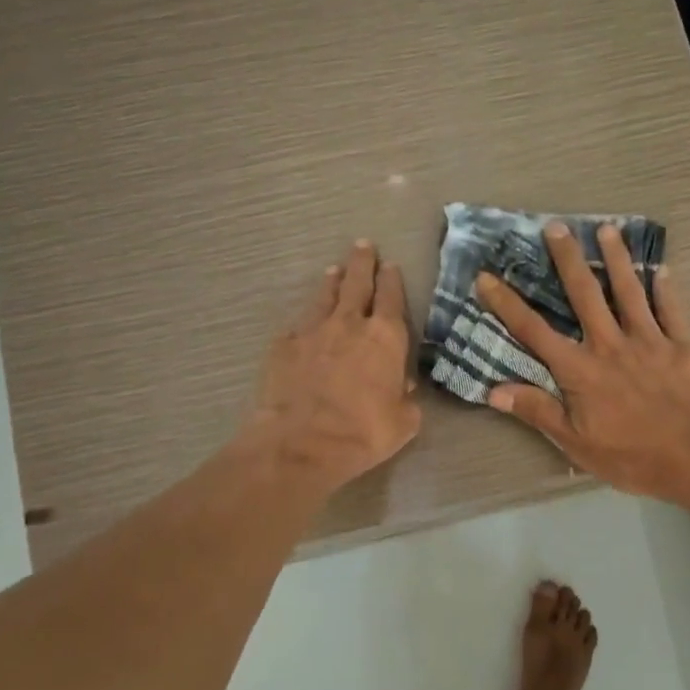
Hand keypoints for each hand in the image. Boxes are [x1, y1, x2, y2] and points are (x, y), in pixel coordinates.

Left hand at [250, 240, 421, 491]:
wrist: (300, 443)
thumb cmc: (362, 433)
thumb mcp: (403, 422)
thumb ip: (406, 398)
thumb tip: (401, 385)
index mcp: (386, 338)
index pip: (391, 298)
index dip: (391, 280)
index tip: (390, 265)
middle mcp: (349, 324)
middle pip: (356, 284)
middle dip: (361, 263)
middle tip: (363, 246)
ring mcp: (312, 331)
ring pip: (324, 297)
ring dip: (332, 282)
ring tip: (334, 271)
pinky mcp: (283, 345)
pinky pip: (298, 324)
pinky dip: (305, 319)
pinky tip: (304, 321)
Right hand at [474, 221, 689, 500]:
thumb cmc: (630, 455)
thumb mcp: (575, 442)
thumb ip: (537, 411)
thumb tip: (494, 390)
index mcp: (579, 369)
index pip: (534, 331)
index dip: (507, 304)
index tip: (487, 277)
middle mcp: (609, 344)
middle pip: (584, 295)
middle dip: (567, 260)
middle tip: (555, 227)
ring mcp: (648, 341)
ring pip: (628, 292)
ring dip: (616, 259)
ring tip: (608, 229)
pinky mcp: (680, 346)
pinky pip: (671, 311)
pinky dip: (666, 289)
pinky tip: (662, 269)